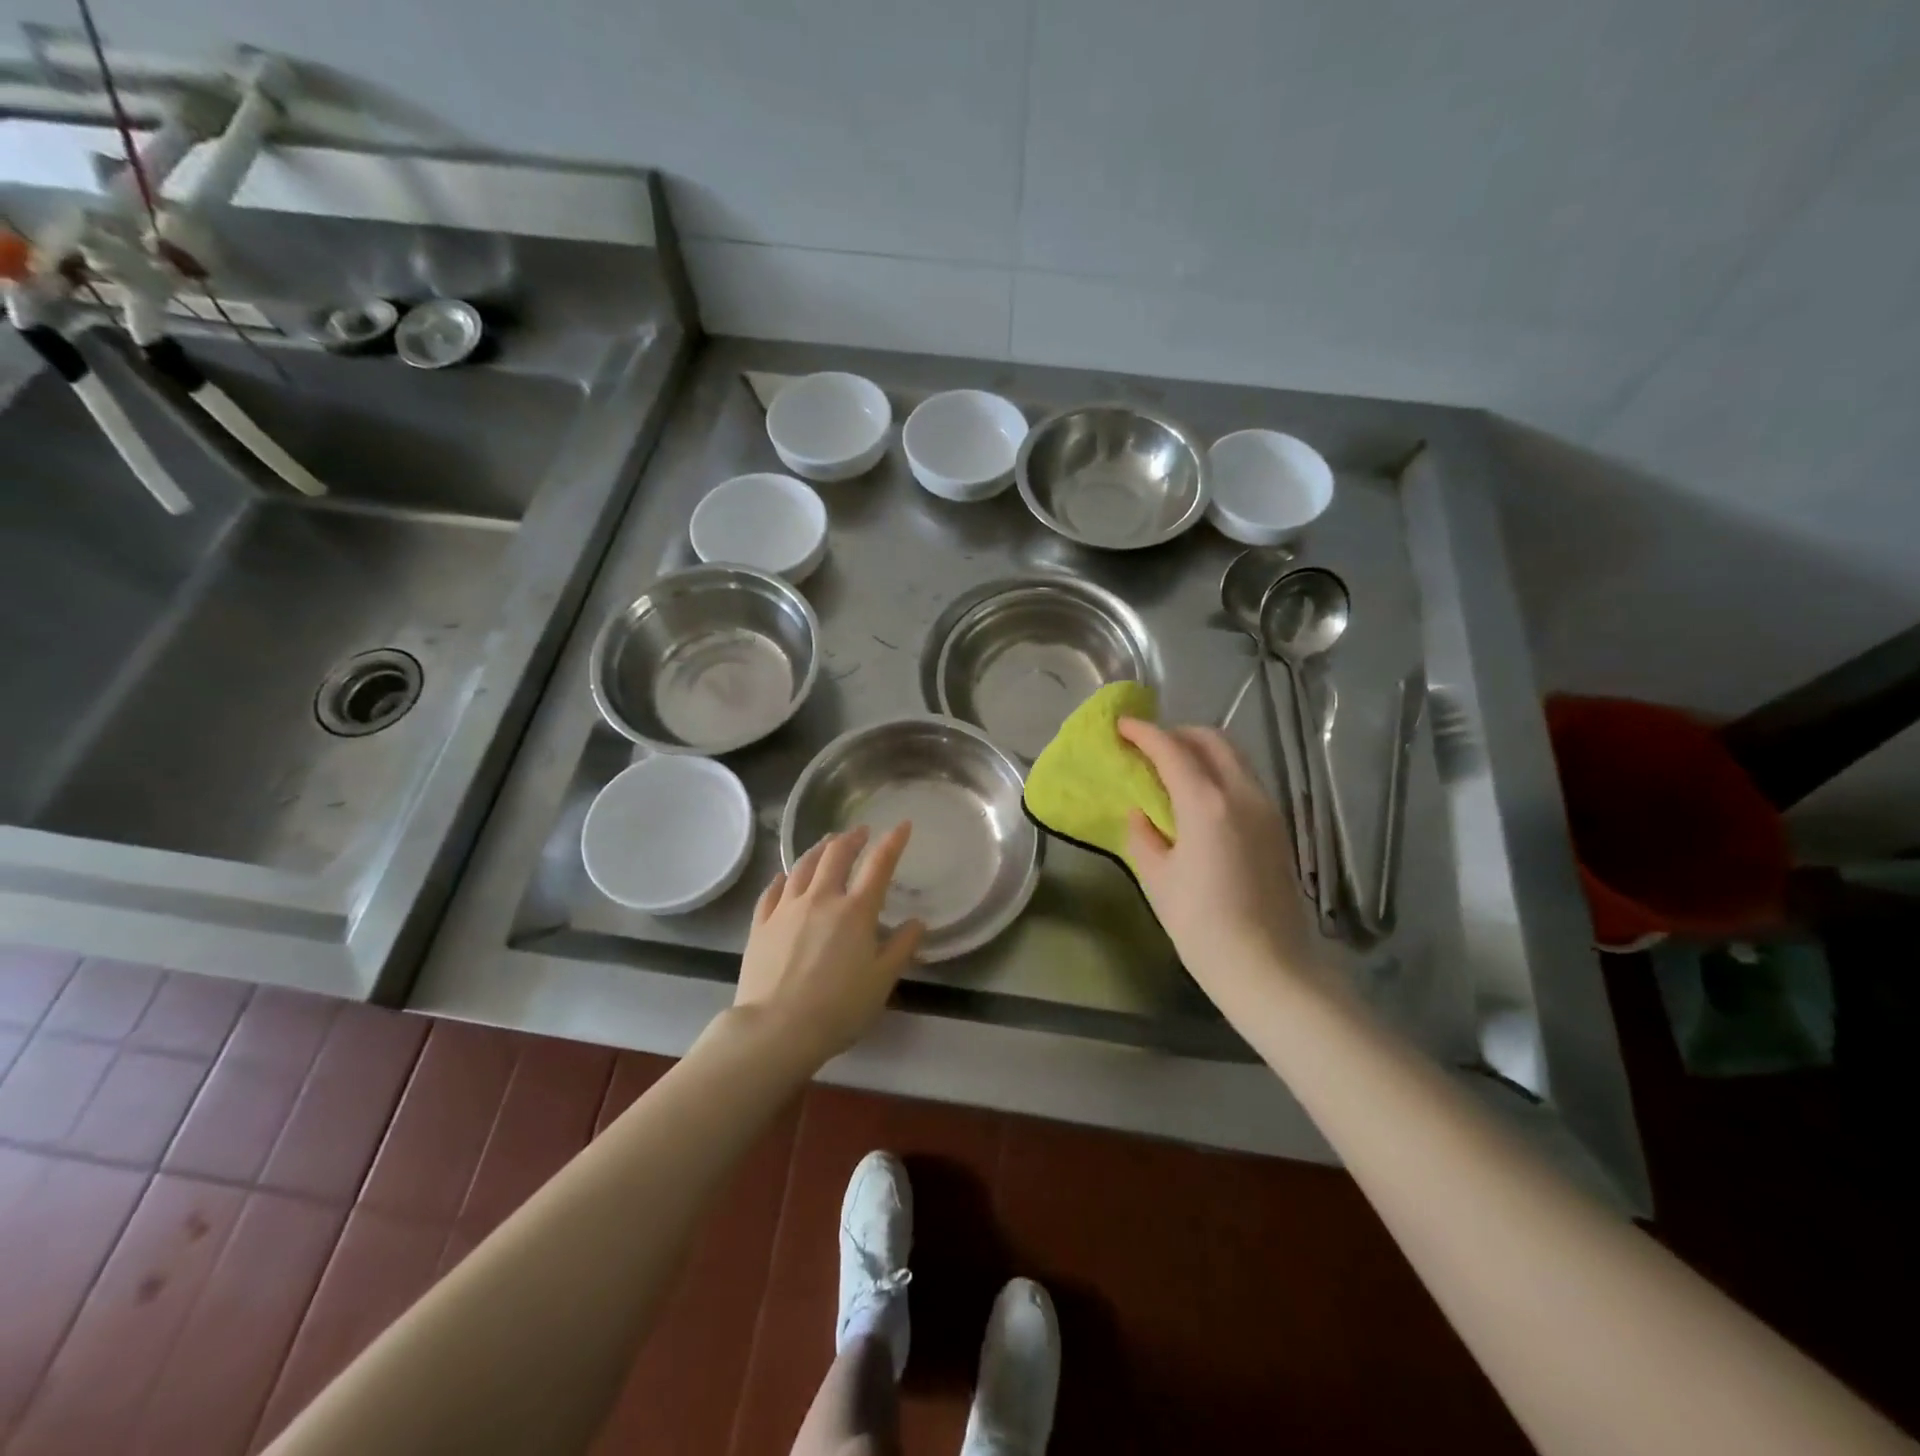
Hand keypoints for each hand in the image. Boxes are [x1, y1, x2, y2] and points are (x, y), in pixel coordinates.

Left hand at [734, 824, 924, 1066]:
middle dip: (852, 838)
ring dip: (818, 850)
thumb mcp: (882, 981)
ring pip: (802, 866)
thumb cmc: (838, 1008)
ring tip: (826, 843)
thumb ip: (902, 947)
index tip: (902, 825)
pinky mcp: (761, 924)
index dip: (893, 841)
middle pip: (836, 855)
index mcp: (856, 911)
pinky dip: (782, 878)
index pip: (879, 865)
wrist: (776, 1029)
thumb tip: (917, 922)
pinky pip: (772, 891)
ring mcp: (786, 909)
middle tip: (860, 831)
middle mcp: (821, 899)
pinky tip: (784, 876)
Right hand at [1118, 719, 1320, 1009]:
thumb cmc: (1202, 927)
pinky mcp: (1279, 829)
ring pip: (1234, 758)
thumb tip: (1140, 814)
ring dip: (1201, 752)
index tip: (1121, 726)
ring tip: (1171, 772)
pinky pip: (1245, 781)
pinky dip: (1219, 774)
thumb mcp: (1158, 880)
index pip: (1171, 749)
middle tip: (1148, 748)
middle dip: (1177, 734)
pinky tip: (1199, 801)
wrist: (1270, 969)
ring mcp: (1268, 810)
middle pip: (1212, 740)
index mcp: (1206, 803)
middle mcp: (1243, 794)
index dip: (1143, 733)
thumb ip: (1143, 836)